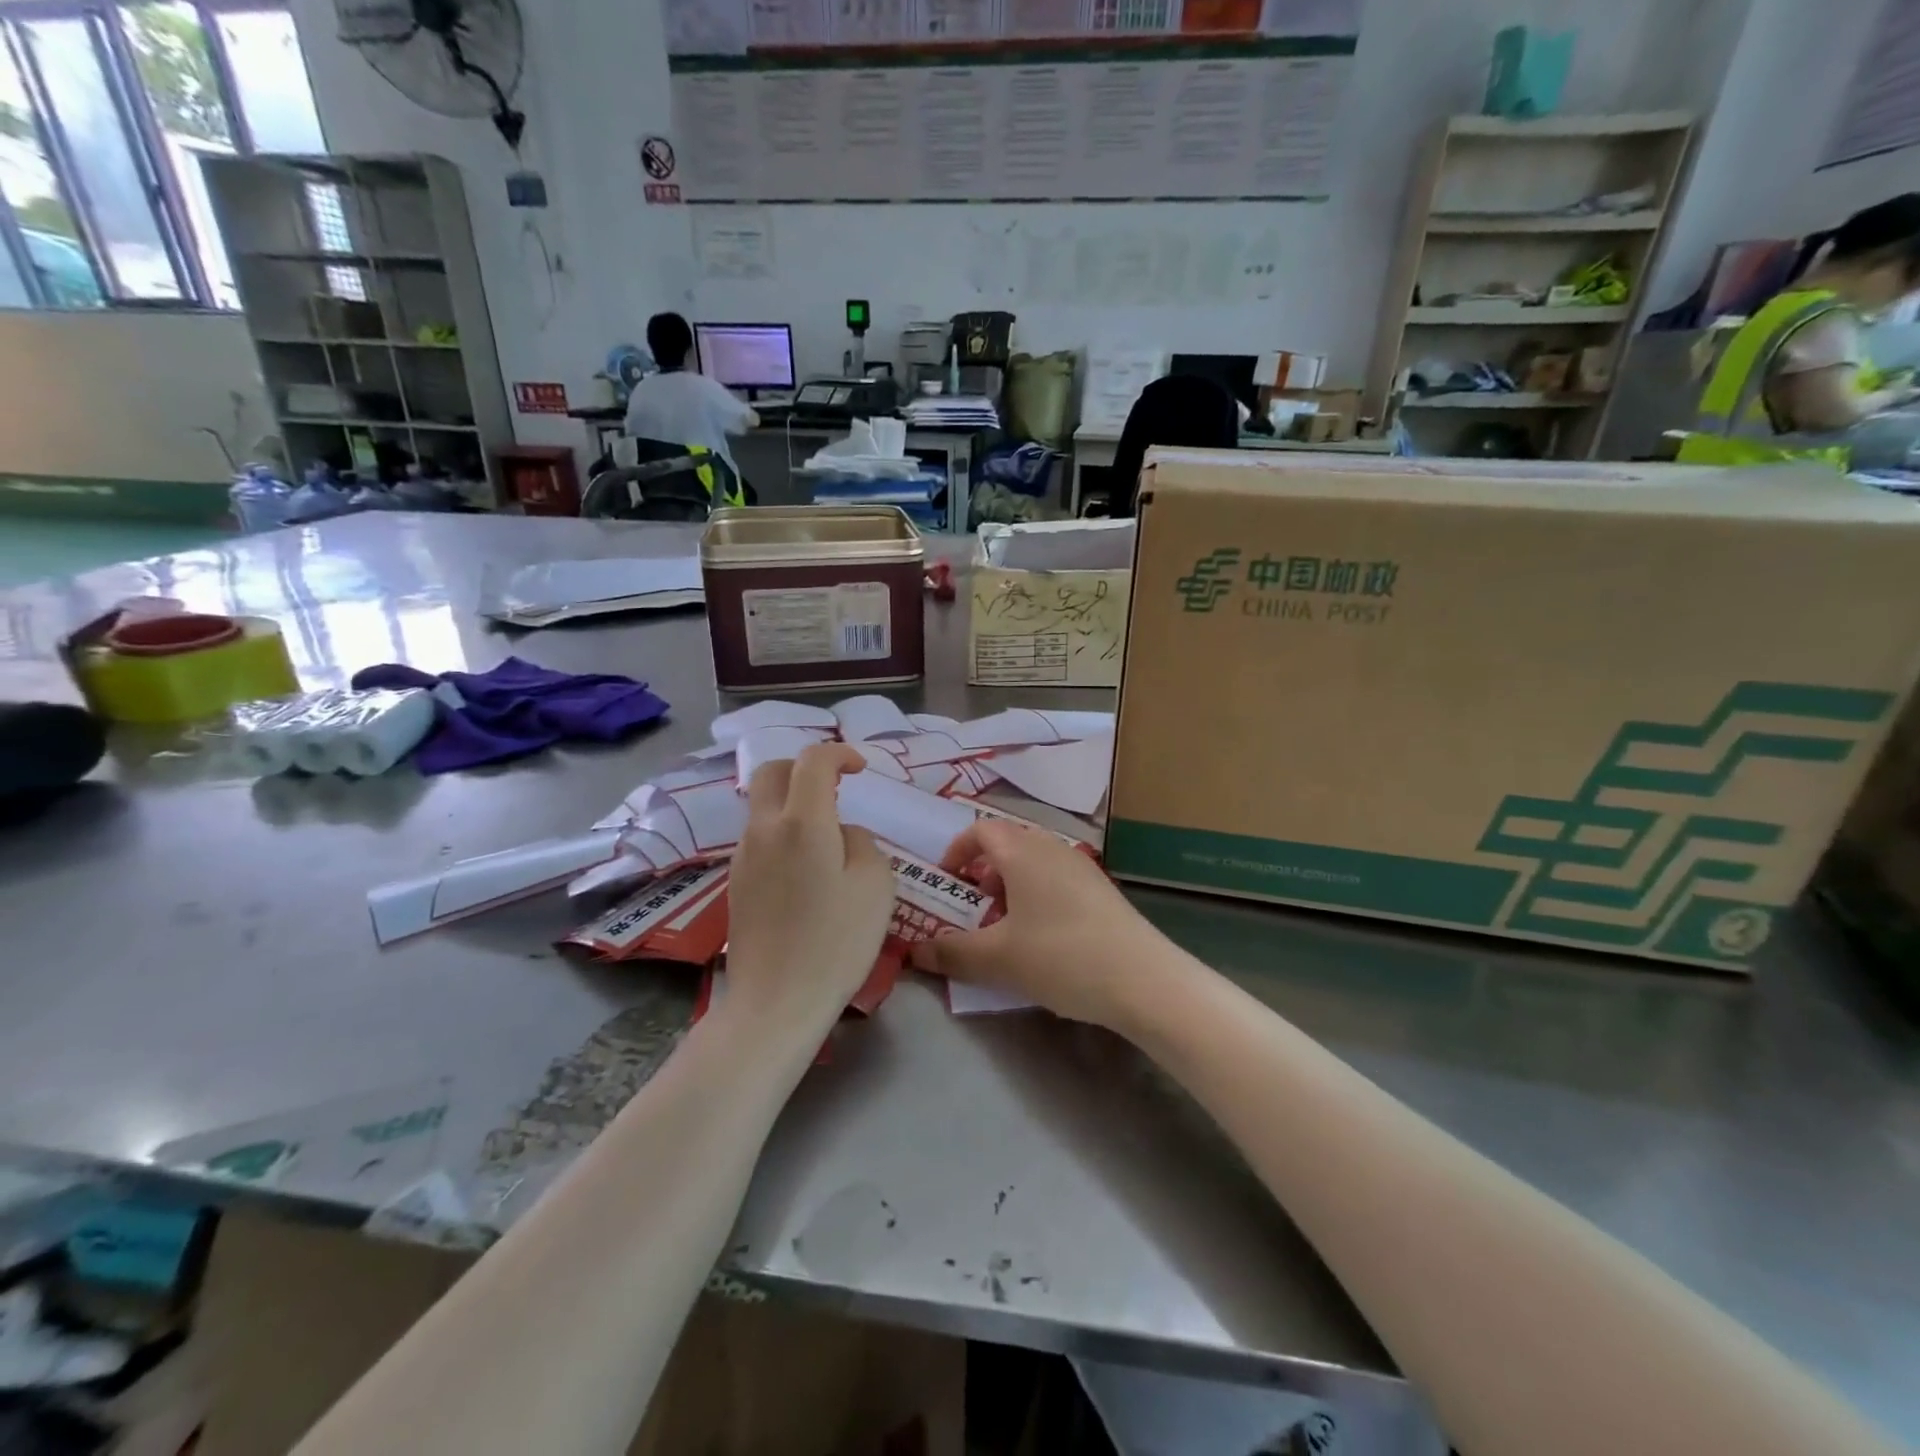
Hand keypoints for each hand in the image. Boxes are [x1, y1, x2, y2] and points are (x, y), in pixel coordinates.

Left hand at [726, 744, 893, 1029]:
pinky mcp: (735, 882)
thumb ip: (860, 842)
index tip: (860, 769)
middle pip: (773, 771)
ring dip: (793, 801)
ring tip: (827, 836)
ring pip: (763, 805)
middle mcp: (764, 829)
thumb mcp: (875, 884)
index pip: (813, 761)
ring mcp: (743, 856)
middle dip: (804, 766)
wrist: (776, 1001)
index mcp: (802, 822)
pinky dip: (783, 831)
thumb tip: (840, 834)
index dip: (839, 754)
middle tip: (835, 787)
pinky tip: (806, 868)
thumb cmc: (837, 941)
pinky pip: (760, 837)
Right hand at [909, 821, 1168, 1027]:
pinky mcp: (1101, 889)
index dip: (958, 849)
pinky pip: (1056, 877)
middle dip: (984, 869)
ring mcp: (1082, 866)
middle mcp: (1052, 848)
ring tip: (1005, 924)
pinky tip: (1042, 936)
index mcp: (1023, 852)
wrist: (1143, 979)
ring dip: (1011, 883)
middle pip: (1009, 842)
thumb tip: (914, 952)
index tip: (947, 879)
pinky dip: (1037, 893)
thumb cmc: (1061, 957)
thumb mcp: (998, 959)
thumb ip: (952, 953)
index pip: (982, 830)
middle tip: (973, 904)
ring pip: (1034, 860)